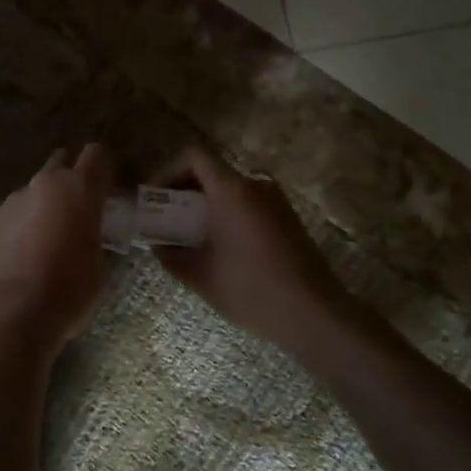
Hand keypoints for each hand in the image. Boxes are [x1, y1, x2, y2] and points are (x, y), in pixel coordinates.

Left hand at [0, 144, 112, 352]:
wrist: (9, 314)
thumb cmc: (67, 291)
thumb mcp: (96, 263)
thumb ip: (92, 234)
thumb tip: (84, 233)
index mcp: (78, 189)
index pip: (96, 155)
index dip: (102, 170)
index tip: (105, 190)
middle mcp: (43, 185)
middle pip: (59, 164)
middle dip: (68, 181)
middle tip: (76, 212)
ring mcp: (11, 201)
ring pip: (33, 192)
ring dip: (42, 207)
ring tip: (45, 242)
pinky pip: (12, 215)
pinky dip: (19, 227)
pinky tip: (20, 256)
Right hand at [152, 148, 351, 350]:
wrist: (313, 313)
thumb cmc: (250, 290)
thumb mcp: (200, 276)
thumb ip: (171, 255)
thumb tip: (157, 245)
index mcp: (231, 190)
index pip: (194, 157)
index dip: (170, 172)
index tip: (157, 201)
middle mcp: (256, 185)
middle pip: (213, 174)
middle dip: (186, 195)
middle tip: (168, 224)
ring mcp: (276, 201)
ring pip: (232, 192)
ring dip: (208, 209)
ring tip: (192, 241)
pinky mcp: (288, 219)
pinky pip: (250, 206)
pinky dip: (229, 217)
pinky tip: (223, 252)